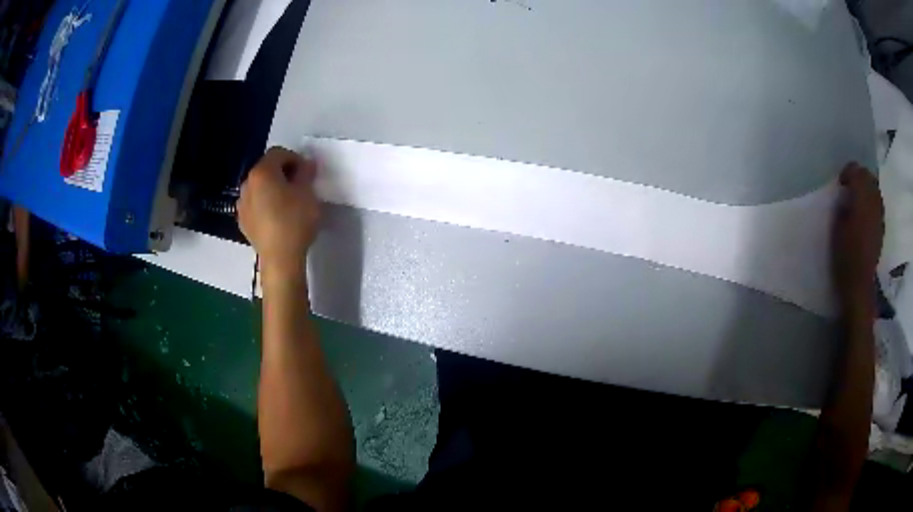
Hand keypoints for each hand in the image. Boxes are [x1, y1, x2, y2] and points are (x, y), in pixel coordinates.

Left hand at [237, 147, 319, 277]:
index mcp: (262, 172)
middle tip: (299, 187)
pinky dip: (264, 205)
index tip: (306, 173)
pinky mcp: (243, 221)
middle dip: (282, 173)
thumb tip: (305, 164)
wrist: (280, 259)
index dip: (295, 159)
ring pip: (259, 188)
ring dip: (272, 189)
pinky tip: (276, 218)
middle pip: (266, 169)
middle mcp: (247, 184)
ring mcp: (242, 204)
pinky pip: (254, 205)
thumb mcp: (308, 193)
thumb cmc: (295, 221)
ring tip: (287, 204)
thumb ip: (306, 173)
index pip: (278, 153)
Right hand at [832, 163, 883, 316]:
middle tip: (850, 186)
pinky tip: (866, 211)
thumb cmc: (845, 257)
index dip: (848, 172)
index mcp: (861, 200)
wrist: (859, 285)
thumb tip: (845, 196)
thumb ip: (843, 206)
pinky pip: (879, 204)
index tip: (841, 183)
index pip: (857, 172)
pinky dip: (872, 201)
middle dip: (859, 177)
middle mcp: (873, 203)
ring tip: (858, 198)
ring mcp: (880, 216)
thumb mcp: (837, 229)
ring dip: (867, 188)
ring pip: (875, 189)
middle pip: (869, 177)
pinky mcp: (882, 227)